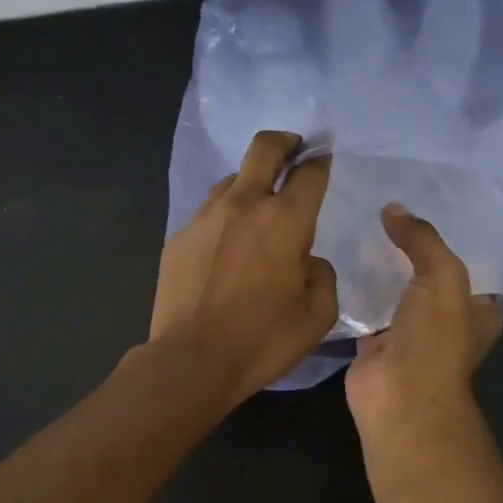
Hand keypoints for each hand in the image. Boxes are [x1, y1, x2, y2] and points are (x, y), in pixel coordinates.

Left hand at [150, 130, 338, 403]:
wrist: (191, 361)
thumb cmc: (262, 340)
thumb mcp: (317, 315)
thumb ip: (321, 275)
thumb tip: (307, 261)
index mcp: (284, 221)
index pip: (309, 173)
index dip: (320, 160)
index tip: (324, 156)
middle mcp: (243, 206)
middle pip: (263, 150)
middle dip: (283, 142)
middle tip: (293, 148)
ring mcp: (204, 218)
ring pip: (231, 181)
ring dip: (250, 184)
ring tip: (256, 210)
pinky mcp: (178, 238)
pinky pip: (207, 214)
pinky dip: (223, 219)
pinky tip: (225, 247)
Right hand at [345, 204, 502, 431]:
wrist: (398, 395)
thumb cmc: (435, 338)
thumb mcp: (442, 277)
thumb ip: (423, 239)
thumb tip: (393, 208)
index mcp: (479, 309)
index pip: (472, 262)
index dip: (454, 234)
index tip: (429, 203)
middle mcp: (448, 320)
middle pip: (430, 274)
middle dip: (412, 247)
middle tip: (387, 209)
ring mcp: (411, 333)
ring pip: (397, 290)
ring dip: (382, 267)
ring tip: (361, 225)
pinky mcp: (377, 342)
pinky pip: (367, 307)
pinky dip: (356, 290)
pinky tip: (341, 259)